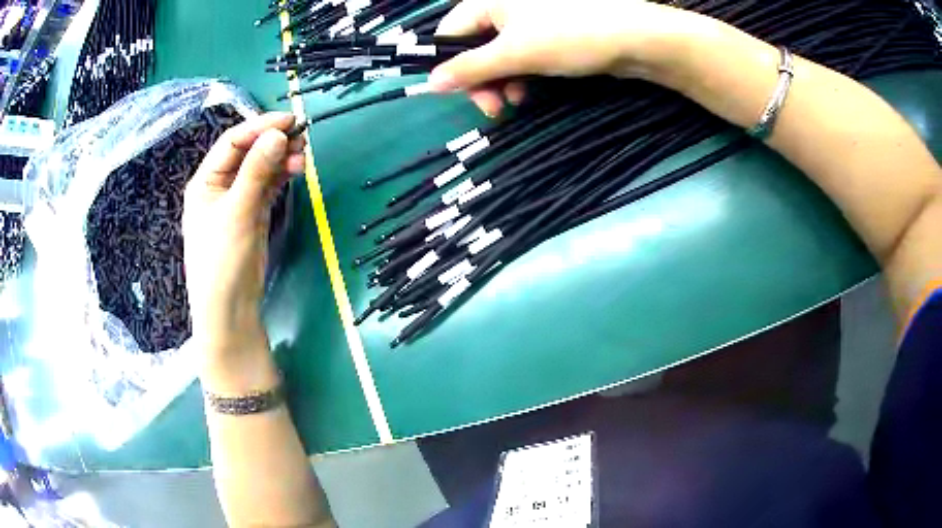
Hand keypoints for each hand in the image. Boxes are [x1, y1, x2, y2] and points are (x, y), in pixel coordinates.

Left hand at [183, 112, 304, 371]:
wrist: (230, 311)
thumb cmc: (223, 261)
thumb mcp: (237, 212)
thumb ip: (257, 172)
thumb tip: (277, 133)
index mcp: (206, 181)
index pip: (232, 142)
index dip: (259, 127)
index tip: (289, 121)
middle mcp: (220, 187)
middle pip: (248, 153)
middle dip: (273, 142)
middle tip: (302, 138)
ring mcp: (237, 201)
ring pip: (261, 168)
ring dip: (281, 158)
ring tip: (303, 156)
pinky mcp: (252, 215)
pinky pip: (268, 186)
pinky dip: (281, 176)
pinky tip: (295, 170)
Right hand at [428, 0, 713, 115]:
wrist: (634, 39)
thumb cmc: (570, 37)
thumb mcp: (515, 53)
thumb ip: (471, 68)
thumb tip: (431, 83)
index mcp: (491, 1)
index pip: (452, 32)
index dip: (452, 64)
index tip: (465, 94)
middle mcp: (506, 7)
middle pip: (475, 45)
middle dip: (481, 78)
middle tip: (494, 107)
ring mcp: (529, 20)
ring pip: (499, 53)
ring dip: (502, 80)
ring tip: (515, 101)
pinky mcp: (549, 34)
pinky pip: (522, 54)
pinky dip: (521, 74)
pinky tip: (528, 90)